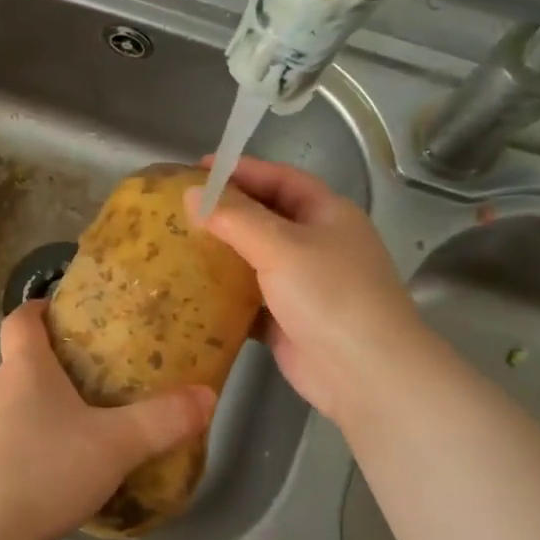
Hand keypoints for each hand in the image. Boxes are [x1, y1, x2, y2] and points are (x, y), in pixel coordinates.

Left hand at [0, 303, 215, 539]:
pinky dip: (21, 450)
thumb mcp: (116, 446)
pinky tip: (45, 479)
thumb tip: (207, 394)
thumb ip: (163, 420)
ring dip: (36, 413)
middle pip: (17, 365)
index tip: (62, 311)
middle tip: (91, 383)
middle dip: (50, 368)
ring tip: (74, 434)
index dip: (39, 309)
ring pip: (8, 408)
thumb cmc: (43, 473)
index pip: (21, 319)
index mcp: (24, 371)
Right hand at [190, 155, 417, 426]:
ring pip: (254, 260)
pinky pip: (248, 299)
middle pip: (265, 218)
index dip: (242, 170)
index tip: (197, 168)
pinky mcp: (285, 320)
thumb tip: (192, 194)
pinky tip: (190, 291)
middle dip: (226, 211)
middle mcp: (316, 245)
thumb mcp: (282, 246)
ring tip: (176, 245)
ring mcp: (302, 285)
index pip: (281, 179)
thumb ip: (236, 218)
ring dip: (221, 254)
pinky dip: (223, 295)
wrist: (362, 371)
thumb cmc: (329, 295)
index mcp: (327, 214)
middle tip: (181, 208)